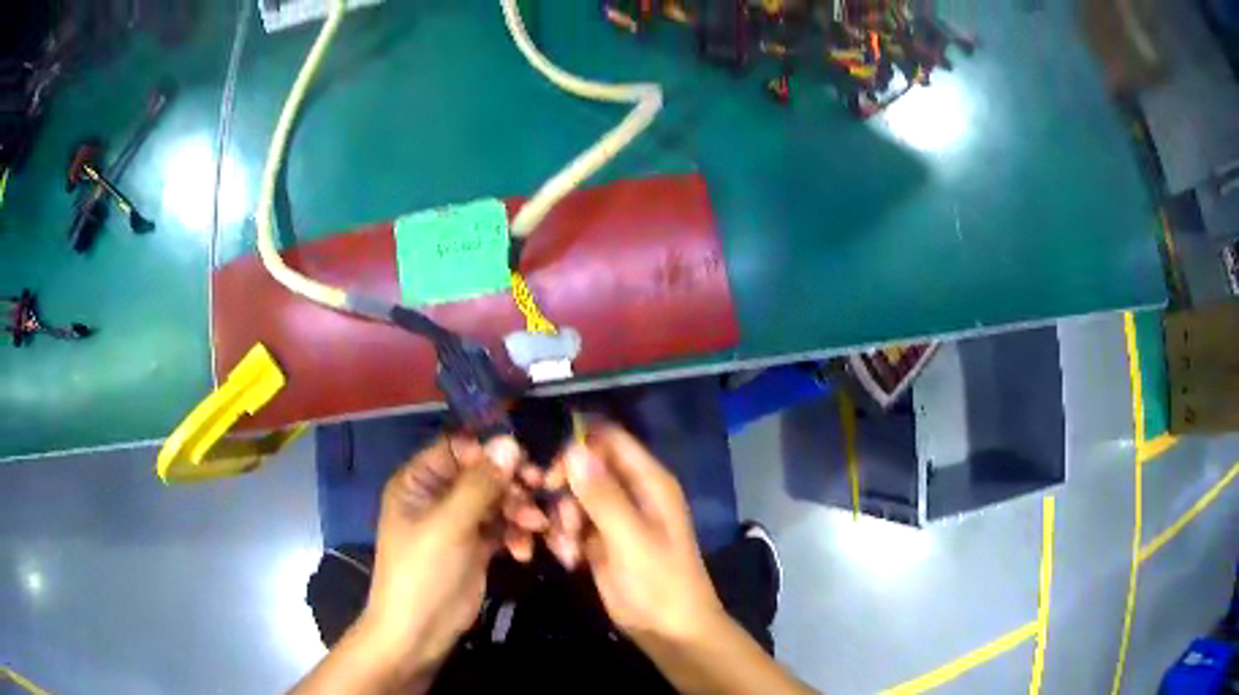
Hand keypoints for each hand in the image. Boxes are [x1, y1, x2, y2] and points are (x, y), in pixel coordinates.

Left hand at [358, 435, 521, 677]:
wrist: (419, 632)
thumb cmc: (422, 573)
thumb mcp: (449, 526)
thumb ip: (480, 485)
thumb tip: (510, 443)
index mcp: (418, 481)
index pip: (457, 449)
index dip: (489, 452)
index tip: (523, 461)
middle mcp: (437, 495)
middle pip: (482, 474)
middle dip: (511, 485)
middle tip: (540, 491)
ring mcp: (458, 522)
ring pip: (497, 501)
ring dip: (519, 511)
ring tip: (537, 528)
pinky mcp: (475, 546)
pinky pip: (502, 528)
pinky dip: (516, 535)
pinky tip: (524, 553)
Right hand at [547, 424, 727, 647]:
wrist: (669, 631)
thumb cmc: (659, 583)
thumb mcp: (631, 539)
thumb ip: (603, 496)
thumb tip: (573, 449)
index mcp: (649, 481)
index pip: (609, 439)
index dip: (577, 447)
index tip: (553, 474)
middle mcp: (631, 492)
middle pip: (584, 468)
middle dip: (564, 492)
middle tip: (559, 522)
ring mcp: (615, 517)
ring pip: (573, 498)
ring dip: (561, 520)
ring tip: (567, 550)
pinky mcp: (600, 540)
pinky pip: (572, 524)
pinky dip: (564, 538)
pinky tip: (568, 559)